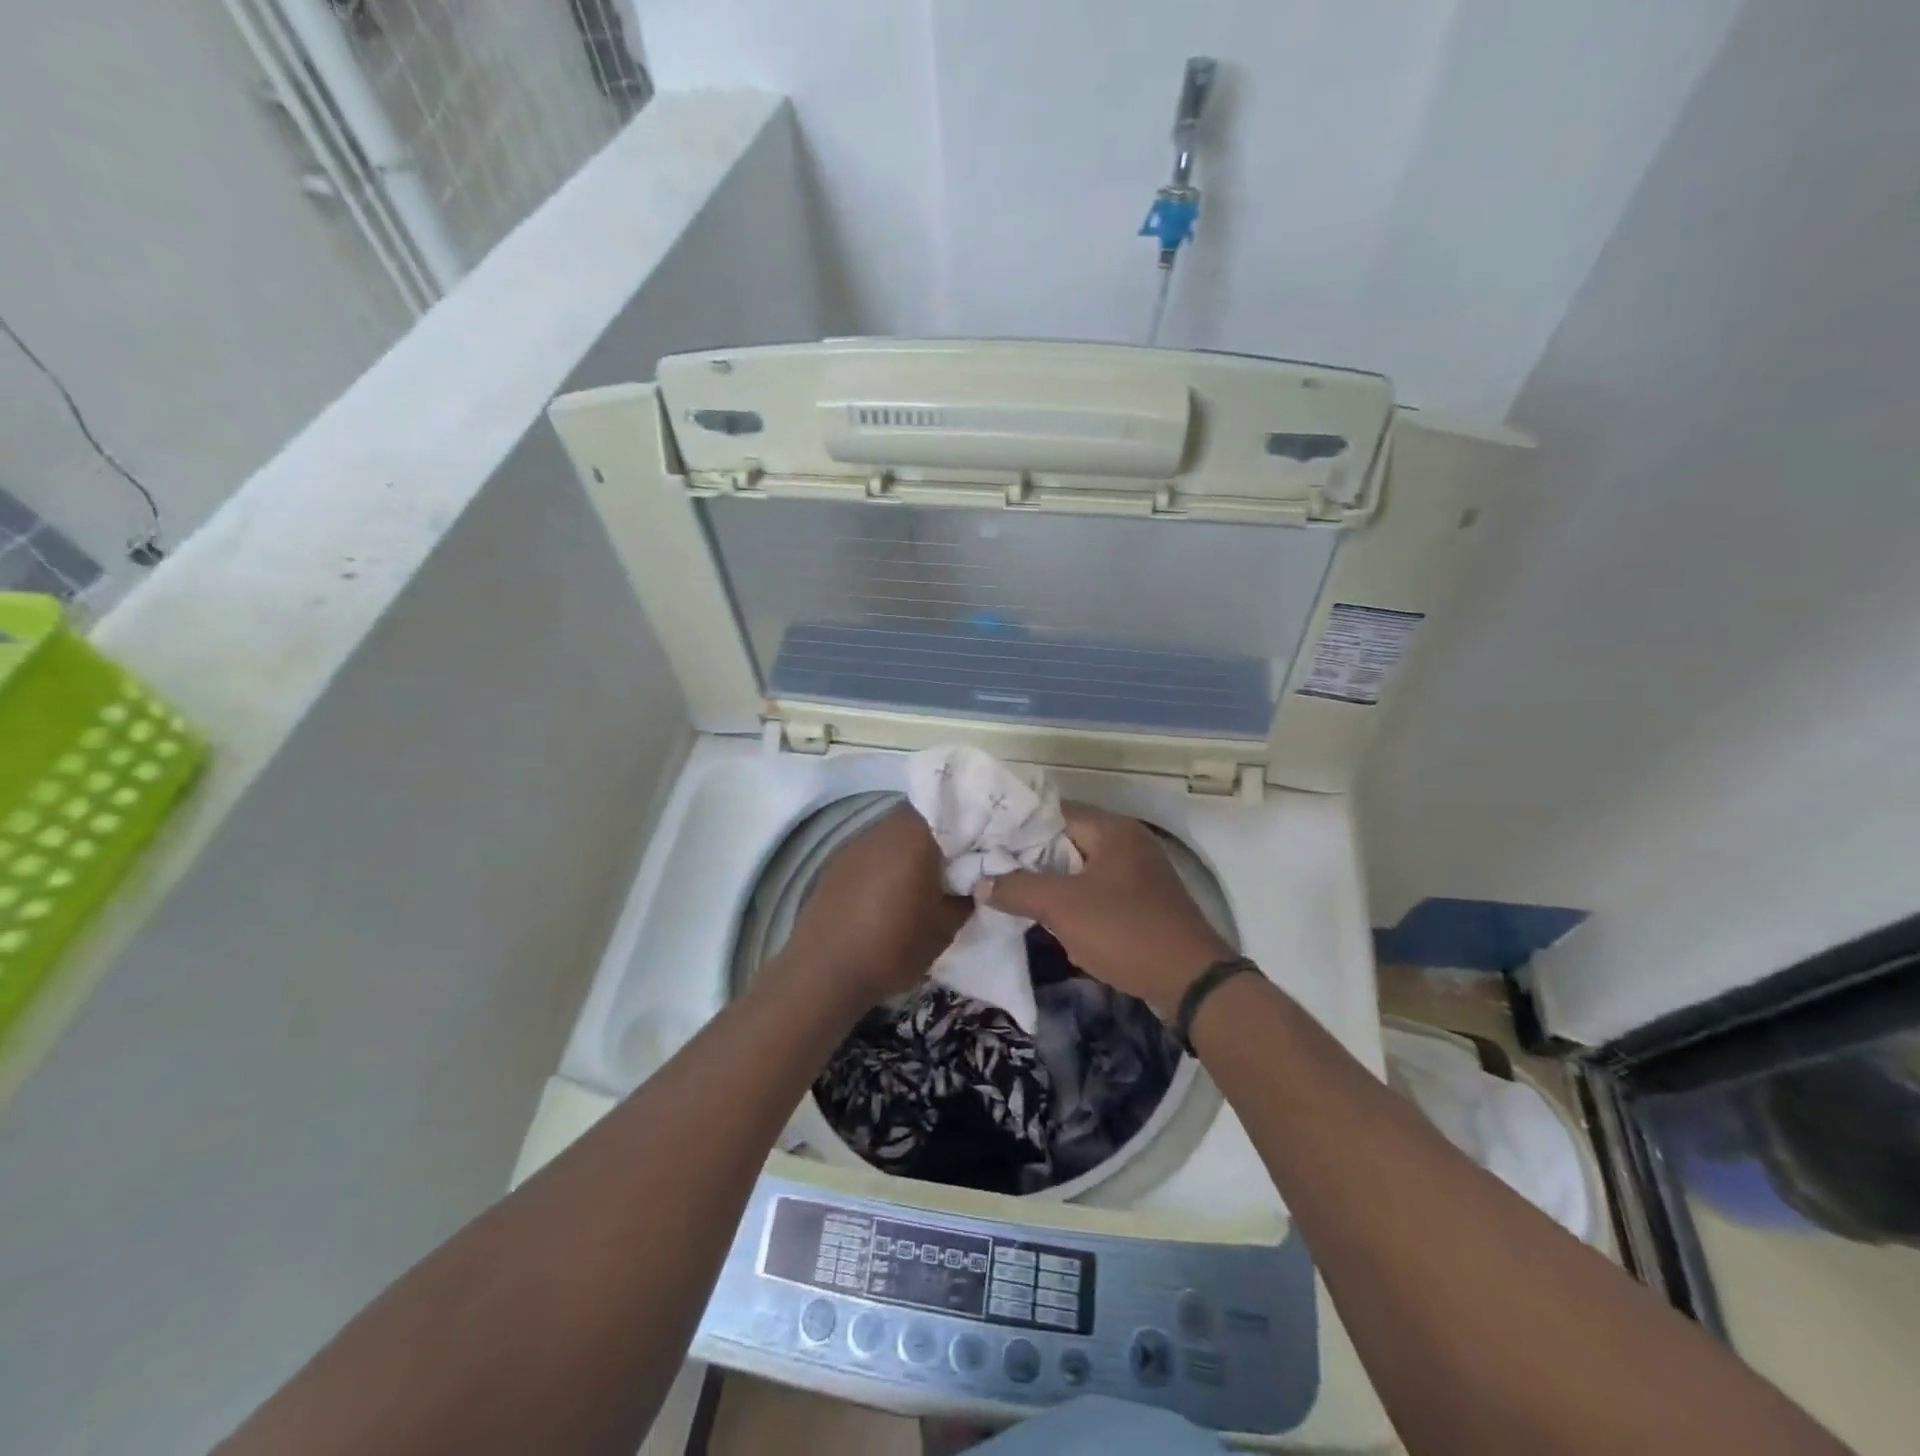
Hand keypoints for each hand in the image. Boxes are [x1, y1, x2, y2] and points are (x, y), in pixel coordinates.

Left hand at [768, 807, 970, 1011]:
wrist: (824, 971)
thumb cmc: (893, 946)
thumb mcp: (945, 927)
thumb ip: (966, 895)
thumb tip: (975, 879)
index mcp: (915, 835)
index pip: (952, 810)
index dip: (970, 826)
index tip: (982, 847)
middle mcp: (884, 828)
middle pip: (921, 819)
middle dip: (940, 837)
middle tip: (957, 864)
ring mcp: (856, 842)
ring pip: (895, 834)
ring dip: (911, 849)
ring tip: (924, 879)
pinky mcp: (837, 861)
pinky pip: (873, 851)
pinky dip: (887, 862)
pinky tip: (890, 891)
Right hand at [978, 804, 1232, 1017]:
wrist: (1191, 982)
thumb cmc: (1124, 930)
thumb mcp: (1062, 907)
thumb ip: (1018, 889)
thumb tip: (981, 883)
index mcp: (1113, 830)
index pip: (1054, 814)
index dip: (1019, 828)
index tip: (987, 844)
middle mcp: (1129, 844)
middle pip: (1068, 843)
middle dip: (1033, 862)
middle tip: (996, 874)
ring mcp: (1141, 875)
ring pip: (1083, 873)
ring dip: (1055, 887)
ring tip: (1017, 900)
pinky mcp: (1146, 905)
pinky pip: (1101, 896)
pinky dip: (1079, 907)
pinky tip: (1057, 927)